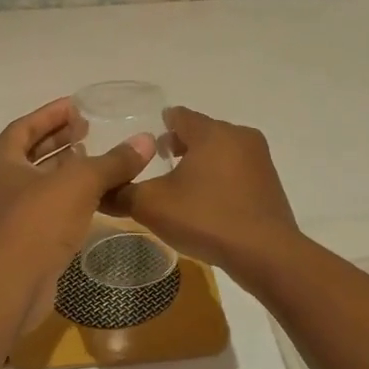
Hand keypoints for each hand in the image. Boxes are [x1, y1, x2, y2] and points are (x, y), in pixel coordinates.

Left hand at [0, 98, 155, 329]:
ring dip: (65, 170)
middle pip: (30, 153)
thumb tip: (146, 141)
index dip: (51, 114)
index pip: (24, 126)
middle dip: (59, 140)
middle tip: (88, 130)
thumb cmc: (37, 222)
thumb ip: (113, 161)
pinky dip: (67, 198)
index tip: (77, 106)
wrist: (11, 286)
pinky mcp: (21, 241)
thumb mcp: (80, 183)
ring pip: (39, 182)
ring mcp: (7, 215)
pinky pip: (46, 209)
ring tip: (94, 160)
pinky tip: (92, 199)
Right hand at [109, 107, 302, 281]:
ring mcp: (260, 159)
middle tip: (161, 163)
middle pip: (202, 131)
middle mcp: (239, 136)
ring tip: (183, 185)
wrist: (265, 252)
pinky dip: (221, 177)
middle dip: (181, 144)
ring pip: (222, 150)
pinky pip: (238, 170)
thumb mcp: (152, 206)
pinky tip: (209, 201)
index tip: (147, 142)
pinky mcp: (270, 182)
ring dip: (202, 161)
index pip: (179, 115)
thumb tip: (98, 190)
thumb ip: (122, 193)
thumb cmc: (206, 218)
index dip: (160, 126)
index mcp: (211, 132)